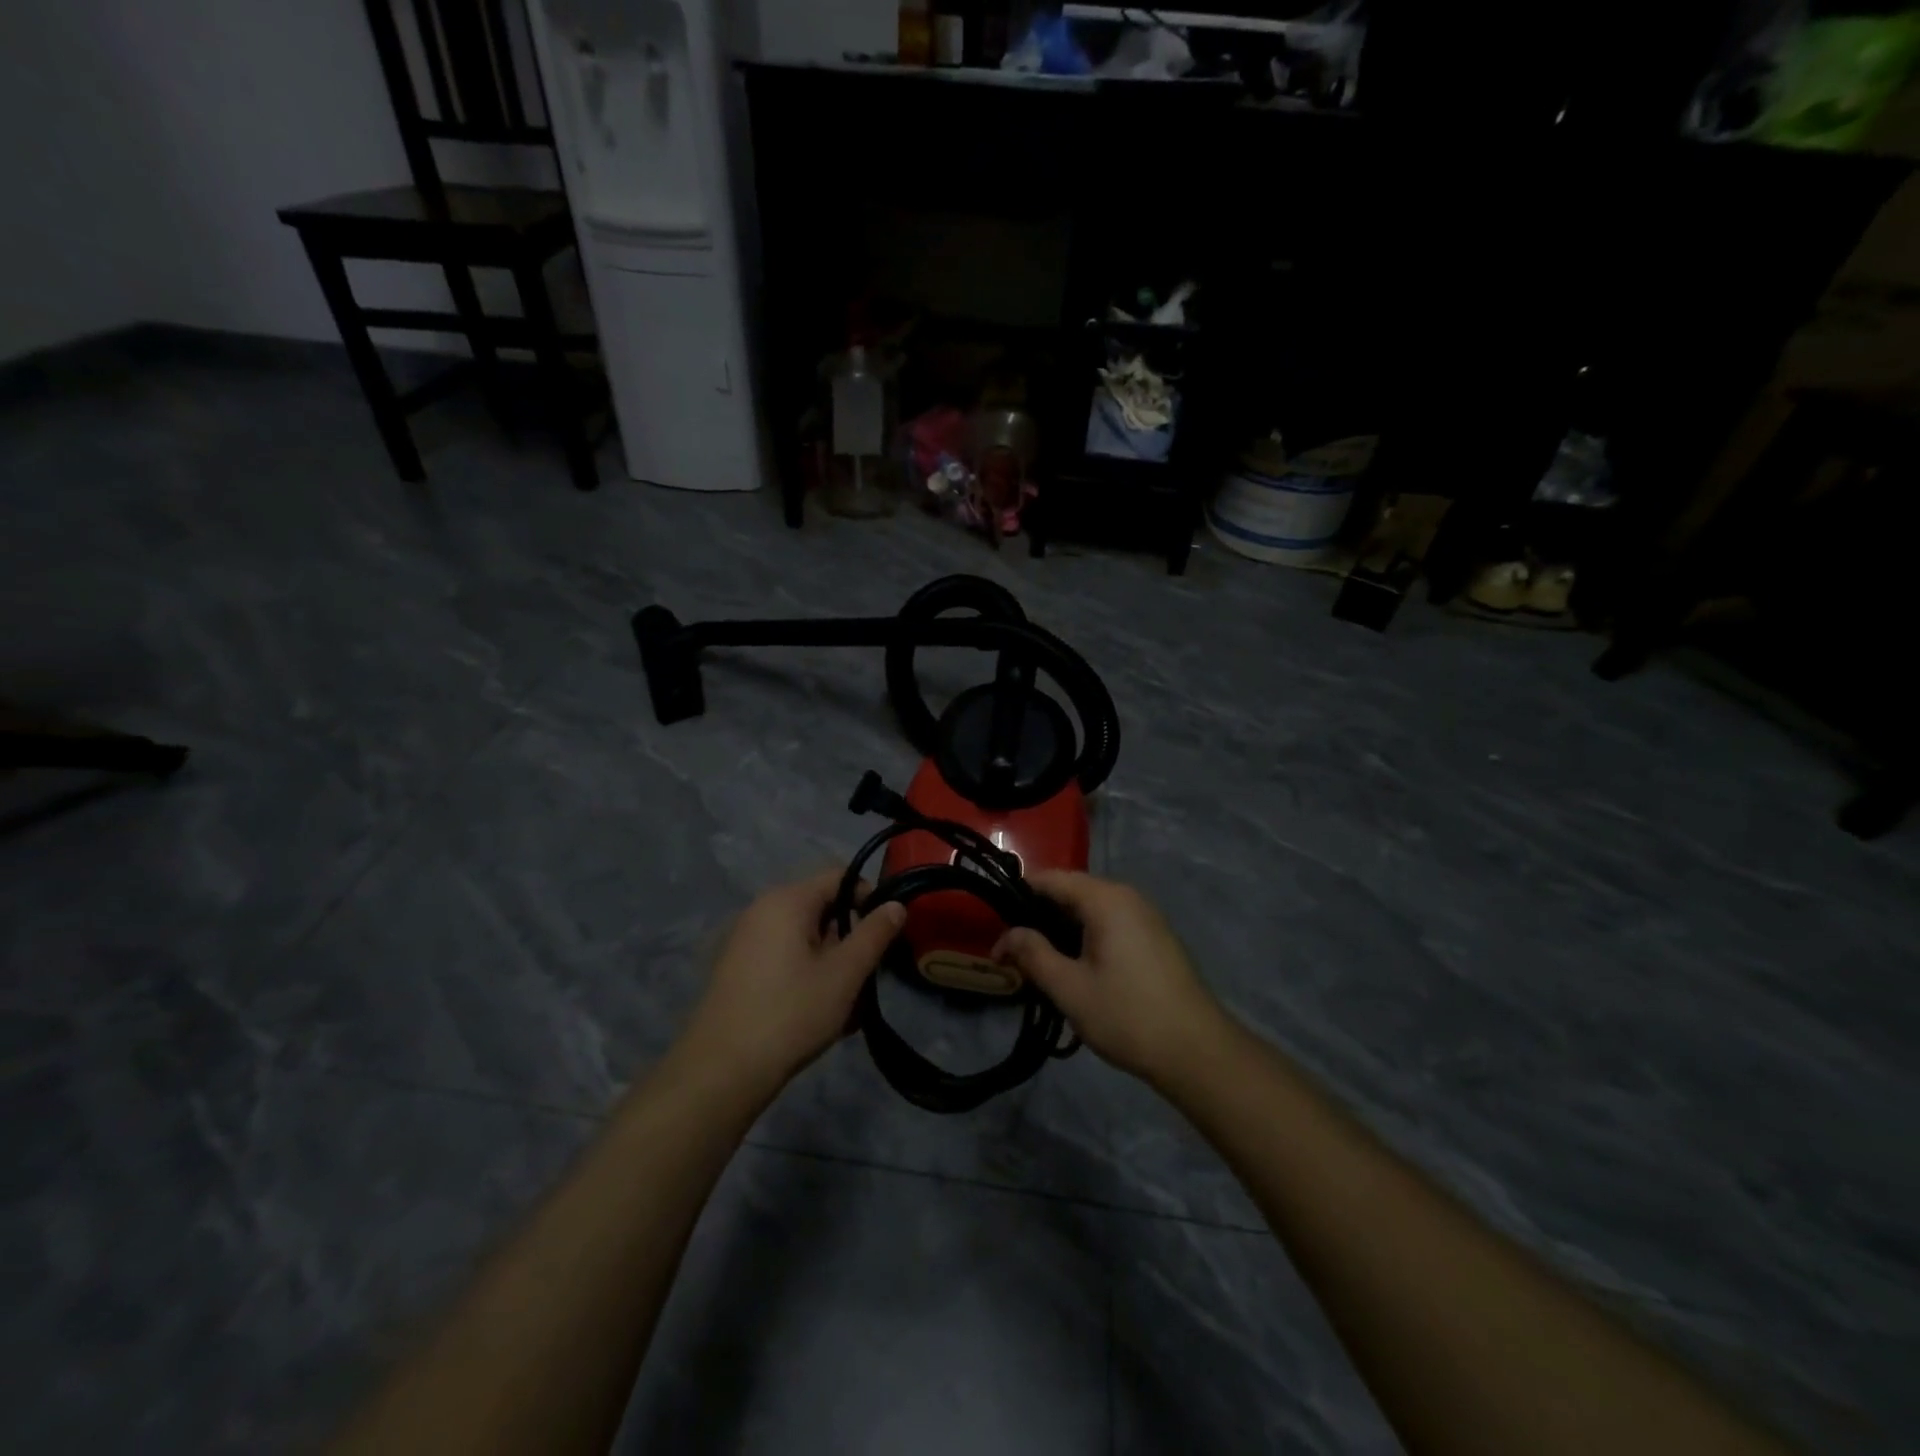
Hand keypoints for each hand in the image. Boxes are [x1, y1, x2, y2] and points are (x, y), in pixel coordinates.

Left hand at [685, 870, 906, 1094]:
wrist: (721, 1070)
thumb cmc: (791, 1013)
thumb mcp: (845, 974)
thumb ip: (874, 934)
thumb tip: (896, 904)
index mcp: (787, 900)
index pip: (839, 876)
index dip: (868, 897)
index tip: (883, 934)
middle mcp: (762, 909)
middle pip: (821, 907)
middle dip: (849, 938)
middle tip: (866, 976)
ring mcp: (745, 939)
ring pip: (804, 937)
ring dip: (830, 962)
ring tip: (845, 1004)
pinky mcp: (737, 968)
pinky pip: (783, 956)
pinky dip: (805, 974)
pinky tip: (815, 1012)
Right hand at [992, 872, 1226, 1085]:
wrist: (1198, 1052)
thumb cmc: (1128, 1016)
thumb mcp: (1070, 988)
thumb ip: (1033, 954)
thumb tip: (1006, 936)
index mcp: (1105, 898)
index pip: (1050, 878)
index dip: (1017, 897)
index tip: (995, 926)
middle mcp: (1127, 896)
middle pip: (1070, 891)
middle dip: (1038, 916)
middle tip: (1013, 951)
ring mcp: (1145, 916)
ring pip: (1090, 909)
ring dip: (1062, 930)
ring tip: (1039, 964)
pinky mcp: (1154, 937)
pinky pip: (1109, 923)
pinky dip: (1085, 937)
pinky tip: (1075, 969)